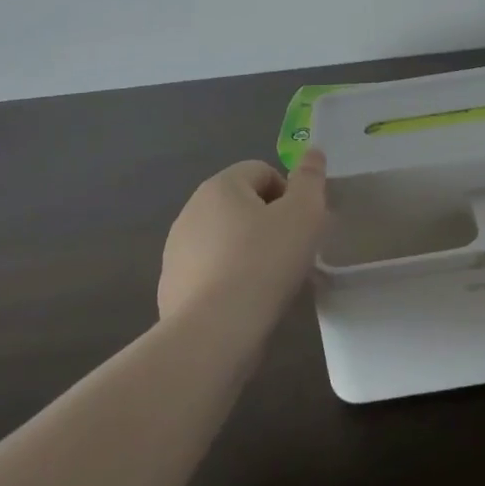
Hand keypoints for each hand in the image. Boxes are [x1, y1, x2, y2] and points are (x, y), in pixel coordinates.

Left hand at [157, 151, 327, 321]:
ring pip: (225, 240)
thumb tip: (313, 151)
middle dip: (269, 224)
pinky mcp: (171, 288)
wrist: (213, 333)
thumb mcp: (304, 213)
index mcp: (220, 186)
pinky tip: (245, 305)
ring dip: (248, 252)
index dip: (289, 194)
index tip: (302, 226)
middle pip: (242, 205)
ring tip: (270, 284)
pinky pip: (210, 273)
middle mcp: (191, 210)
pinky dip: (228, 281)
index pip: (262, 171)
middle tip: (292, 254)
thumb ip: (310, 178)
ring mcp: (176, 251)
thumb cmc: (264, 262)